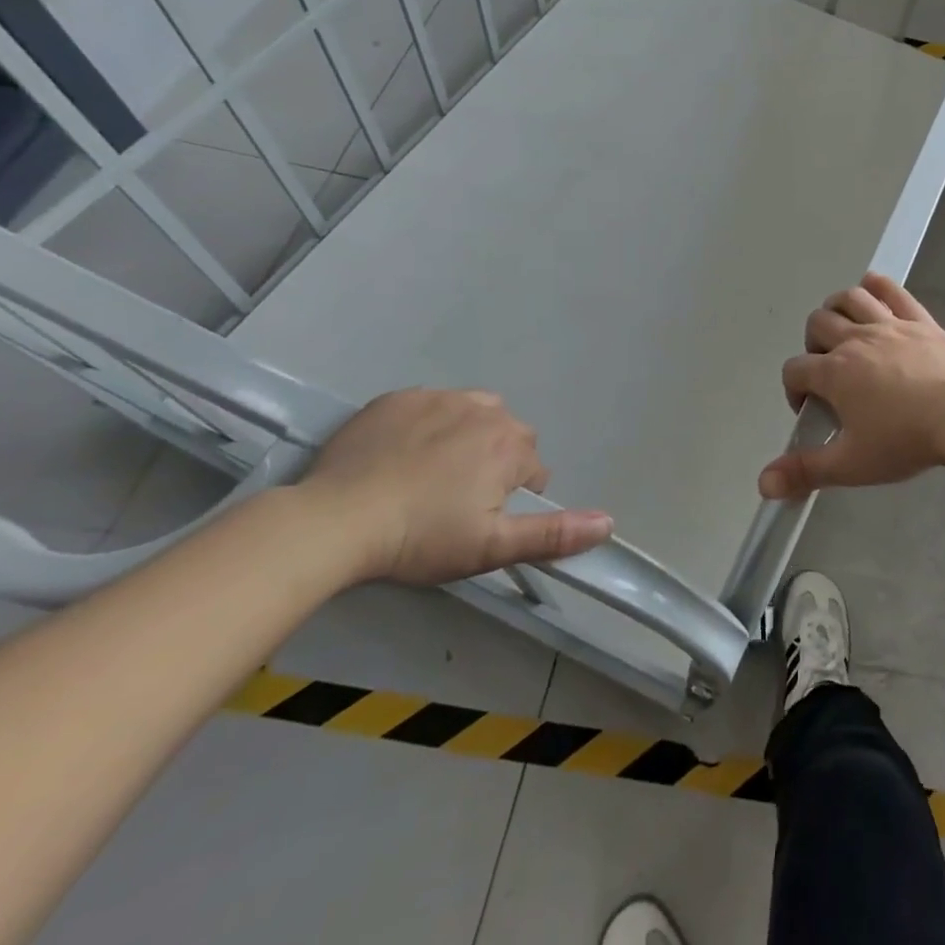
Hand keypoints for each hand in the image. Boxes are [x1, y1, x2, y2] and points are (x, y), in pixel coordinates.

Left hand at [299, 388, 612, 585]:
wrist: (335, 519)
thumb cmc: (420, 537)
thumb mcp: (491, 547)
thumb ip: (553, 534)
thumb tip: (609, 522)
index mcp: (511, 445)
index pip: (533, 467)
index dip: (512, 497)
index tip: (479, 520)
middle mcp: (485, 410)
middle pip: (508, 435)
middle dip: (495, 462)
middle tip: (456, 501)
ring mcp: (439, 398)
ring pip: (473, 413)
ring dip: (467, 436)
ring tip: (432, 474)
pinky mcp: (399, 397)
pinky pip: (430, 406)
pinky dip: (427, 425)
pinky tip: (400, 456)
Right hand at [758, 274, 944, 500]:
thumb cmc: (906, 440)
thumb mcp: (852, 464)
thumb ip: (806, 472)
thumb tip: (764, 484)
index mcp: (834, 373)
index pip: (795, 369)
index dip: (794, 389)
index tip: (811, 410)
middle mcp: (855, 340)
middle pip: (817, 324)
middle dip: (813, 345)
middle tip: (829, 371)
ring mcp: (889, 325)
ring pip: (850, 299)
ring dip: (837, 309)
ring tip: (843, 330)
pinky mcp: (919, 320)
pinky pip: (892, 291)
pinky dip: (877, 285)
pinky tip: (871, 288)